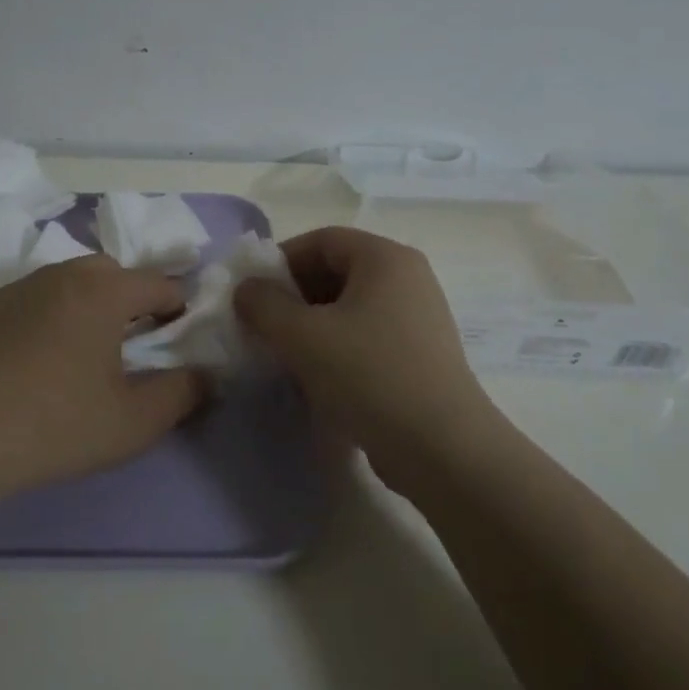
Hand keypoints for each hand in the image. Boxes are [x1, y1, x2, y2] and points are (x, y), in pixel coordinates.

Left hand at [0, 256, 204, 501]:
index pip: (159, 283)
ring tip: (83, 353)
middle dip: (131, 299)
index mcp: (103, 291)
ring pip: (67, 283)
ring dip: (86, 306)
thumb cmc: (54, 423)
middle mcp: (60, 275)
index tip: (180, 339)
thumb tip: (206, 375)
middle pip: (111, 273)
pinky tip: (34, 362)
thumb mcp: (134, 421)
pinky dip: (47, 318)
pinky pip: (31, 301)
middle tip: (132, 343)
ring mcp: (16, 288)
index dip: (179, 308)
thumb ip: (182, 394)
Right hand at [234, 226, 496, 493]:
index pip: (321, 240)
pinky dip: (335, 349)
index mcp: (385, 259)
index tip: (252, 293)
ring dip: (310, 326)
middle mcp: (407, 279)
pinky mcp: (419, 356)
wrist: (442, 449)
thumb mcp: (302, 336)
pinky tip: (315, 380)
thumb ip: (263, 304)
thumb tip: (246, 290)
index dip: (280, 260)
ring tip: (284, 356)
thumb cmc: (369, 376)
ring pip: (348, 308)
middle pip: (335, 271)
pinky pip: (365, 337)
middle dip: (293, 296)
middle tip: (263, 326)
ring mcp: (417, 319)